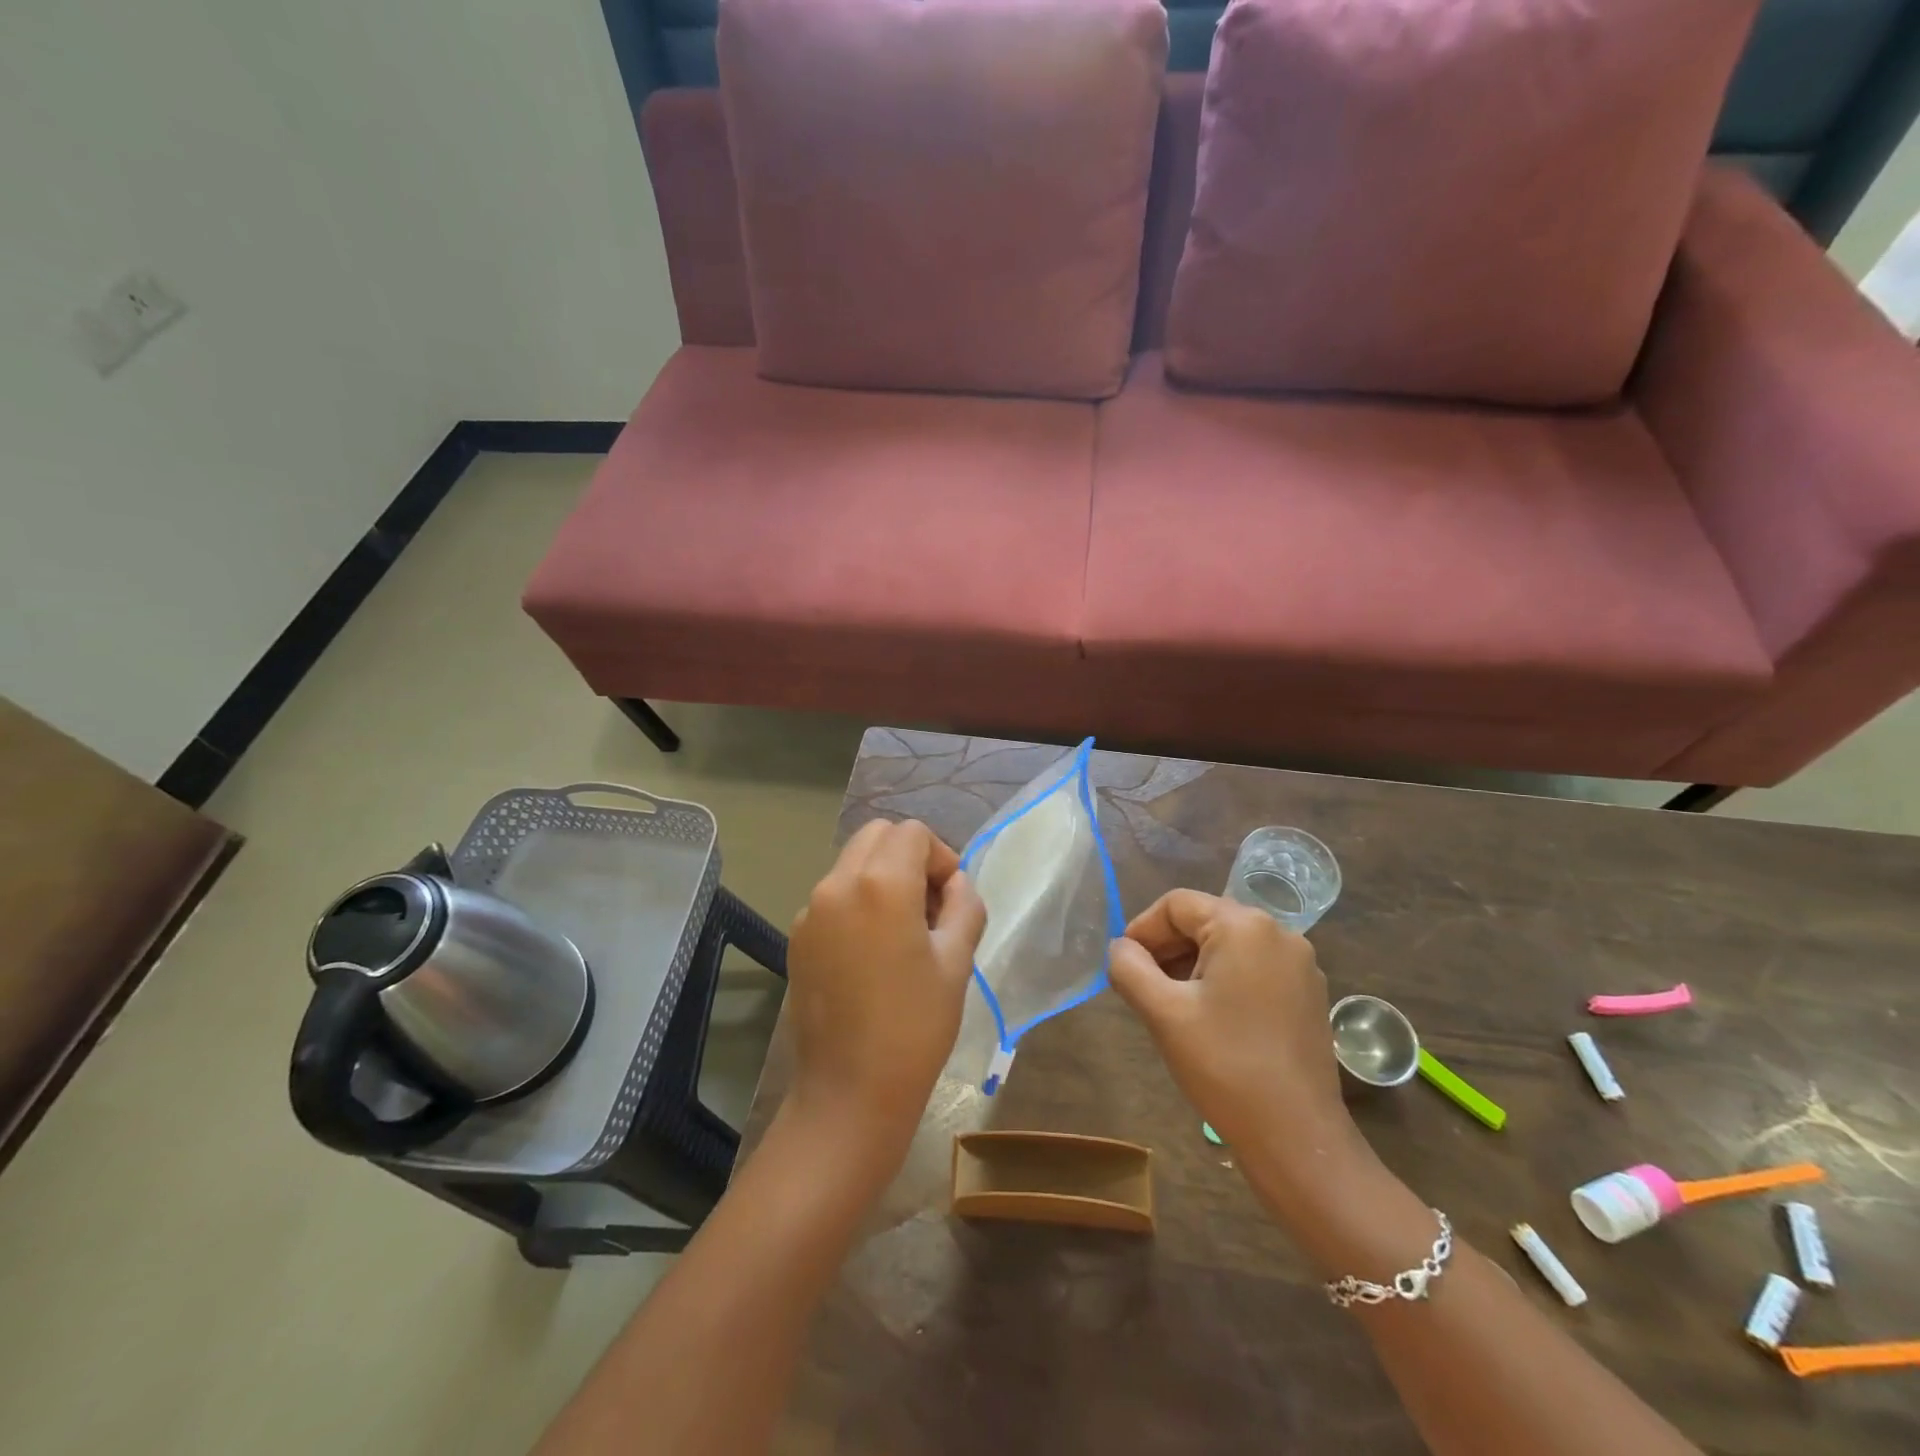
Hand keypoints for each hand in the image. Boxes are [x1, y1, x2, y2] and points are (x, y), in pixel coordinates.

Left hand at [782, 819, 985, 1174]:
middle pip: (877, 836)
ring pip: (852, 864)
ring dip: (882, 877)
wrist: (848, 1093)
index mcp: (881, 884)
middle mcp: (837, 885)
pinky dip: (858, 902)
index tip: (951, 899)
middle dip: (909, 857)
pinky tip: (872, 953)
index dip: (941, 857)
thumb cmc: (915, 1028)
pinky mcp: (797, 937)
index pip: (913, 833)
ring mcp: (810, 911)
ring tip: (903, 932)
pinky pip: (833, 896)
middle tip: (929, 907)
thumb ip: (964, 905)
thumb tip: (955, 883)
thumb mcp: (957, 962)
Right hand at [1109, 890, 1358, 1179]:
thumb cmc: (1224, 1065)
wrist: (1296, 1137)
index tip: (1122, 966)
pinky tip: (1208, 1019)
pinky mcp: (1308, 994)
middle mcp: (1279, 933)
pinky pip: (1253, 968)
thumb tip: (1120, 948)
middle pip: (1204, 921)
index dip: (1142, 930)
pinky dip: (1222, 981)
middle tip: (1142, 988)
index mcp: (1244, 926)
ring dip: (1192, 966)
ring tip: (1171, 1006)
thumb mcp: (1163, 1012)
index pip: (1176, 905)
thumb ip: (1129, 968)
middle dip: (1166, 949)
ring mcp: (1300, 964)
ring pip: (1228, 946)